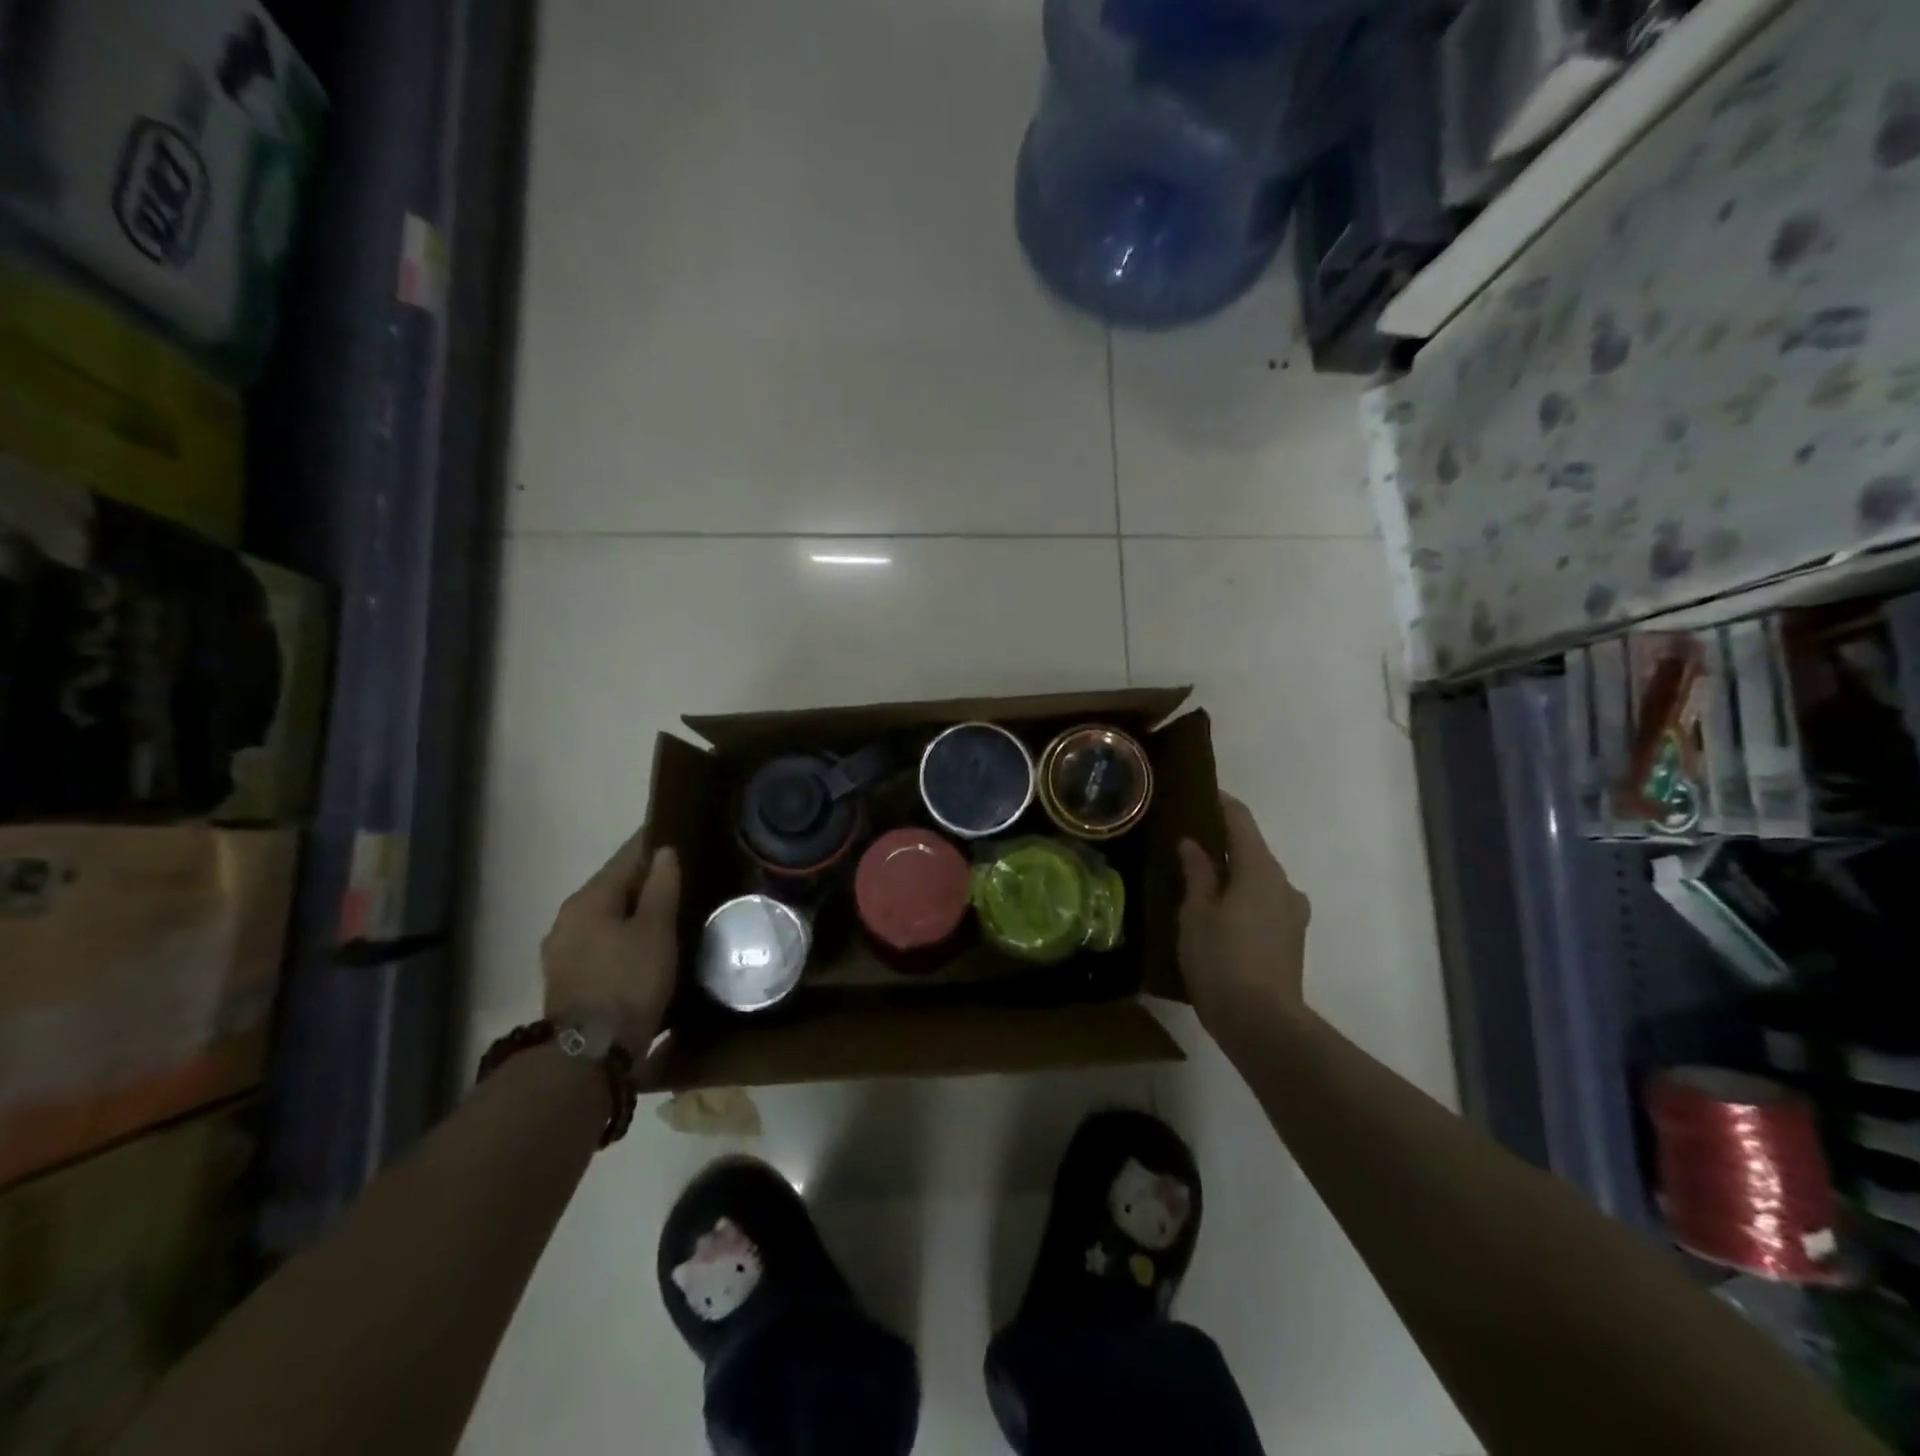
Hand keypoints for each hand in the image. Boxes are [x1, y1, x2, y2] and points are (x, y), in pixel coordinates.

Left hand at [541, 832, 680, 1054]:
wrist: (589, 1053)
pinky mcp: (566, 978)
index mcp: (588, 899)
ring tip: (665, 912)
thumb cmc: (628, 981)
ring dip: (632, 911)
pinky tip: (642, 945)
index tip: (676, 836)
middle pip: (612, 887)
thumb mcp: (656, 930)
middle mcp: (567, 918)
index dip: (652, 846)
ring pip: (605, 916)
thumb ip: (661, 887)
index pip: (625, 858)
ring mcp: (562, 950)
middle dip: (643, 880)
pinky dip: (621, 935)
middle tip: (680, 877)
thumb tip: (664, 851)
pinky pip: (600, 941)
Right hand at [1176, 793, 1311, 1045]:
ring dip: (1232, 873)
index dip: (1220, 803)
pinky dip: (1241, 896)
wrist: (1262, 1024)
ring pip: (1258, 878)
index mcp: (1259, 869)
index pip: (1240, 820)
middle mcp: (1283, 883)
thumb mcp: (1196, 913)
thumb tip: (1193, 844)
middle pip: (1251, 849)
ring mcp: (1292, 913)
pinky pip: (1263, 902)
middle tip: (1186, 840)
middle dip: (1221, 842)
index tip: (1198, 792)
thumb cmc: (1221, 960)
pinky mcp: (1291, 939)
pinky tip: (1217, 912)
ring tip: (1198, 879)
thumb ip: (1197, 873)